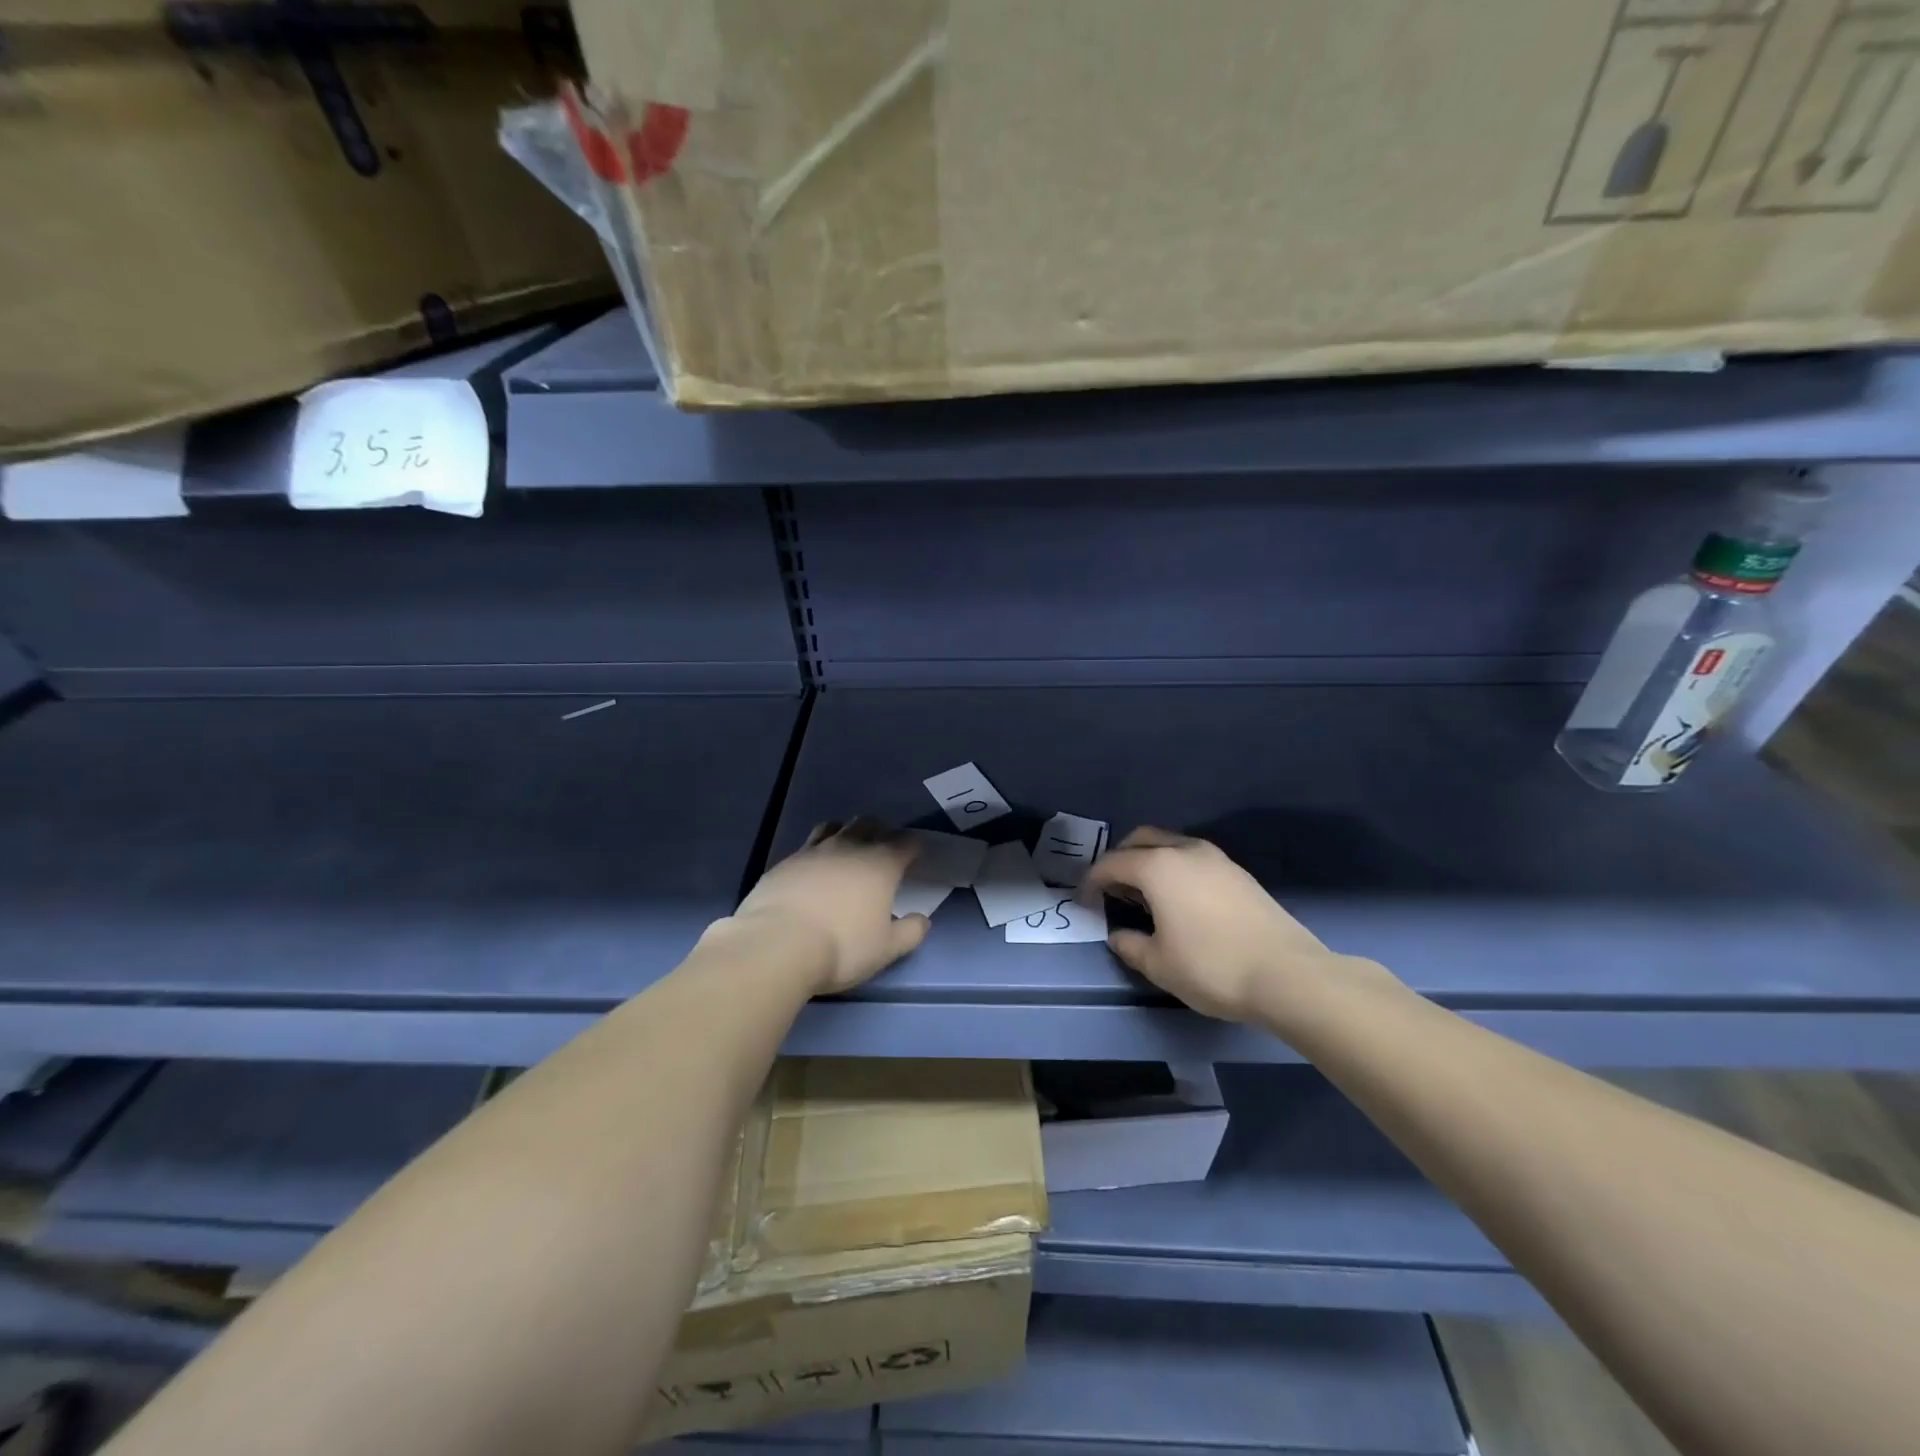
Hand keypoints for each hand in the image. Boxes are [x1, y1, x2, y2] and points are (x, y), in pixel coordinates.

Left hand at [729, 818, 928, 994]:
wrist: (778, 945)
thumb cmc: (843, 947)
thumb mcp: (887, 948)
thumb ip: (910, 932)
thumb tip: (922, 920)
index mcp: (880, 864)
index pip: (906, 842)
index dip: (914, 846)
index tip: (916, 856)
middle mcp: (848, 847)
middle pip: (868, 823)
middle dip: (879, 831)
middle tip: (882, 849)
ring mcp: (813, 851)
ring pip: (834, 826)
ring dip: (845, 832)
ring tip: (846, 849)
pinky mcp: (784, 862)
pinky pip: (806, 847)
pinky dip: (816, 852)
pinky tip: (813, 871)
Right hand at [1082, 827, 1381, 1022]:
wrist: (1288, 975)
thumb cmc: (1212, 967)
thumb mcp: (1159, 964)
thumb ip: (1131, 945)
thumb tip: (1118, 935)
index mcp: (1158, 867)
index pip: (1112, 864)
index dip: (1092, 881)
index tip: (1083, 901)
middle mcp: (1185, 851)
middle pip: (1141, 840)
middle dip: (1120, 859)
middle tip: (1111, 889)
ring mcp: (1216, 858)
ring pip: (1170, 845)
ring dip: (1149, 861)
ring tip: (1143, 895)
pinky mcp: (1238, 873)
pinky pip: (1192, 858)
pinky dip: (1174, 869)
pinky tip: (1178, 900)